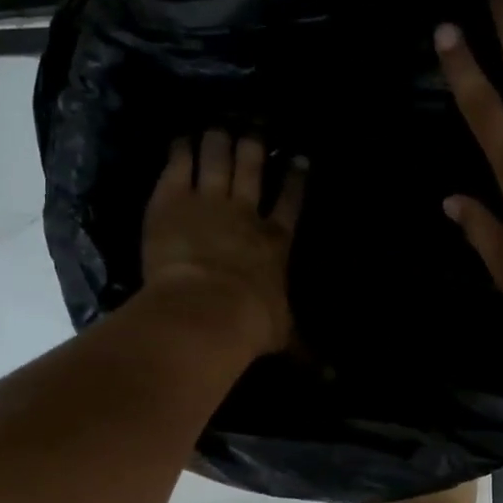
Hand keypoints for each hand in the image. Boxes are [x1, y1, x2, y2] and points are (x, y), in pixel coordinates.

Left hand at [141, 132, 306, 357]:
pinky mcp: (172, 200)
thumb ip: (303, 346)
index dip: (295, 178)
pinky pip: (178, 165)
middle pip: (251, 169)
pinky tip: (181, 139)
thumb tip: (329, 376)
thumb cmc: (250, 324)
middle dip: (253, 147)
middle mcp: (245, 212)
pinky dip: (180, 150)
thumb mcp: (283, 335)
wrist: (206, 310)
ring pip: (217, 158)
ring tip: (217, 126)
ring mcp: (208, 201)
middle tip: (252, 129)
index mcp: (275, 241)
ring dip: (218, 140)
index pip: (290, 201)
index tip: (298, 158)